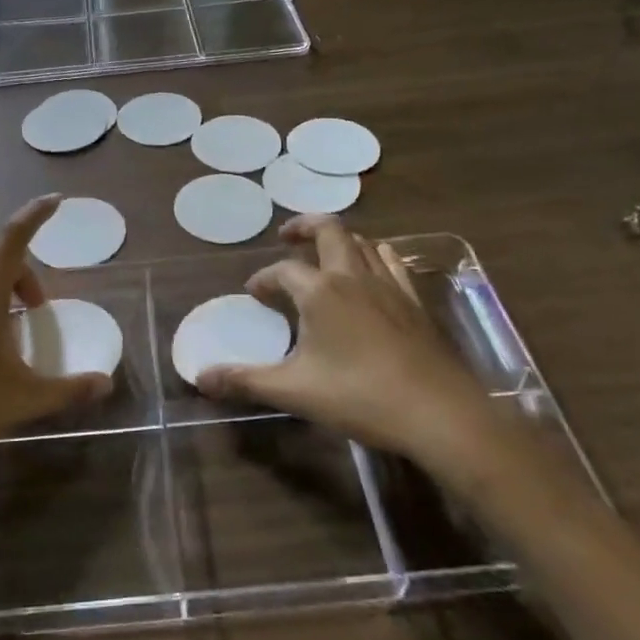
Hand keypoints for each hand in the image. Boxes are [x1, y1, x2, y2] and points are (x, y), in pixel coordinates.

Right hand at [197, 216, 497, 470]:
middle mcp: (354, 276)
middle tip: (287, 236)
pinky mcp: (414, 301)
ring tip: (325, 255)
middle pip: (329, 231)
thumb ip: (245, 381)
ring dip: (339, 240)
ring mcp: (389, 286)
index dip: (264, 278)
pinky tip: (372, 274)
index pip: (283, 271)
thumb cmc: (360, 396)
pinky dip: (374, 256)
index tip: (254, 293)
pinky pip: (391, 263)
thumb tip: (201, 378)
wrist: (438, 412)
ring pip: (362, 243)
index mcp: (321, 291)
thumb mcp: (294, 391)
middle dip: (304, 227)